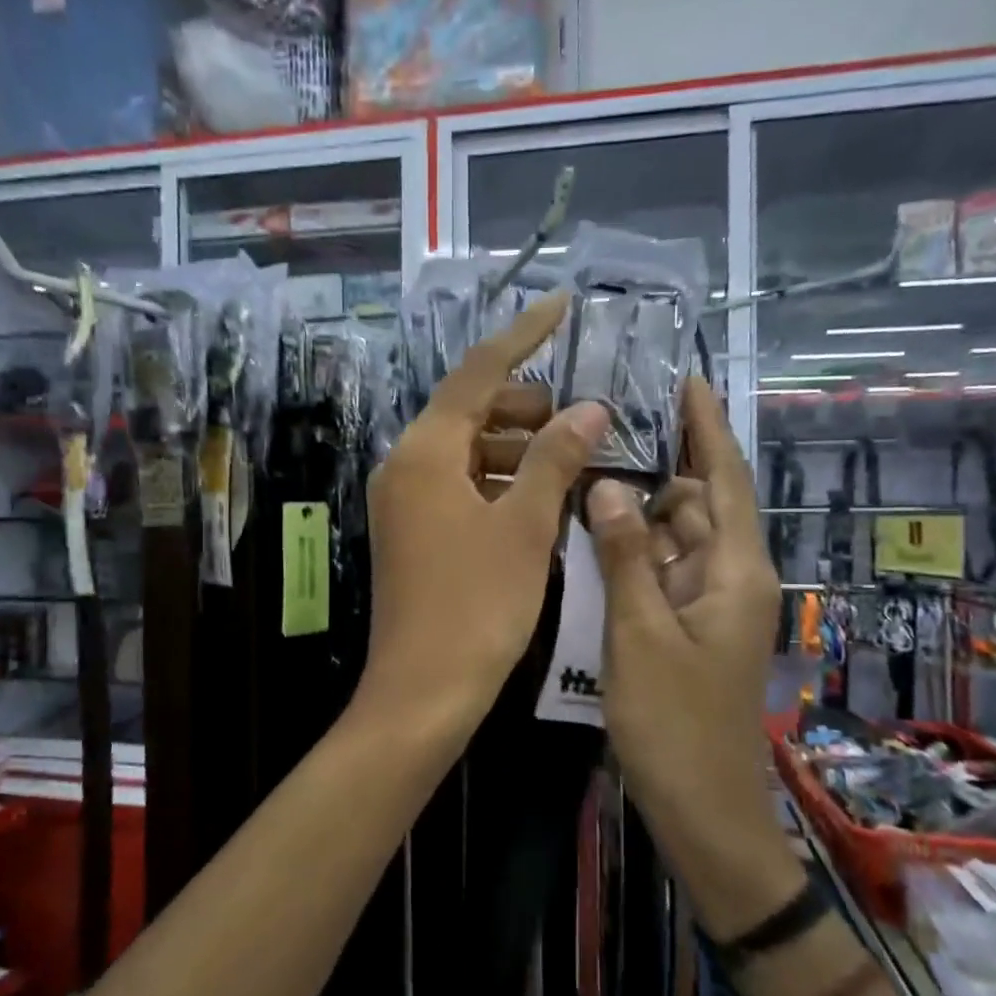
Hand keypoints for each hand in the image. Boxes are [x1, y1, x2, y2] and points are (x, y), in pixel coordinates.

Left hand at [358, 293, 609, 738]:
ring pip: (468, 450)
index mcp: (425, 452)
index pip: (478, 372)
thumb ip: (555, 458)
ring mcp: (406, 501)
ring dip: (518, 446)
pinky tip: (542, 495)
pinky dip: (500, 480)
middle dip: (527, 404)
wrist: (423, 690)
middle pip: (470, 409)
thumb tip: (590, 409)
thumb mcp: (524, 527)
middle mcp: (406, 466)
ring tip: (573, 456)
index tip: (561, 305)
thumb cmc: (477, 605)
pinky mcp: (414, 532)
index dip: (523, 335)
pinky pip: (460, 485)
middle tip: (583, 416)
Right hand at [586, 379, 803, 937]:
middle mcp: (729, 577)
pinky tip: (592, 532)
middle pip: (695, 502)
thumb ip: (624, 555)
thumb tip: (607, 484)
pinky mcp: (686, 626)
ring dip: (637, 508)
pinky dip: (632, 548)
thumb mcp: (639, 634)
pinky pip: (660, 570)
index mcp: (735, 570)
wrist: (703, 810)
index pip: (723, 477)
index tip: (683, 377)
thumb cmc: (675, 724)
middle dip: (655, 465)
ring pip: (673, 537)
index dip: (705, 426)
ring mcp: (707, 604)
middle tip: (601, 427)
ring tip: (586, 469)